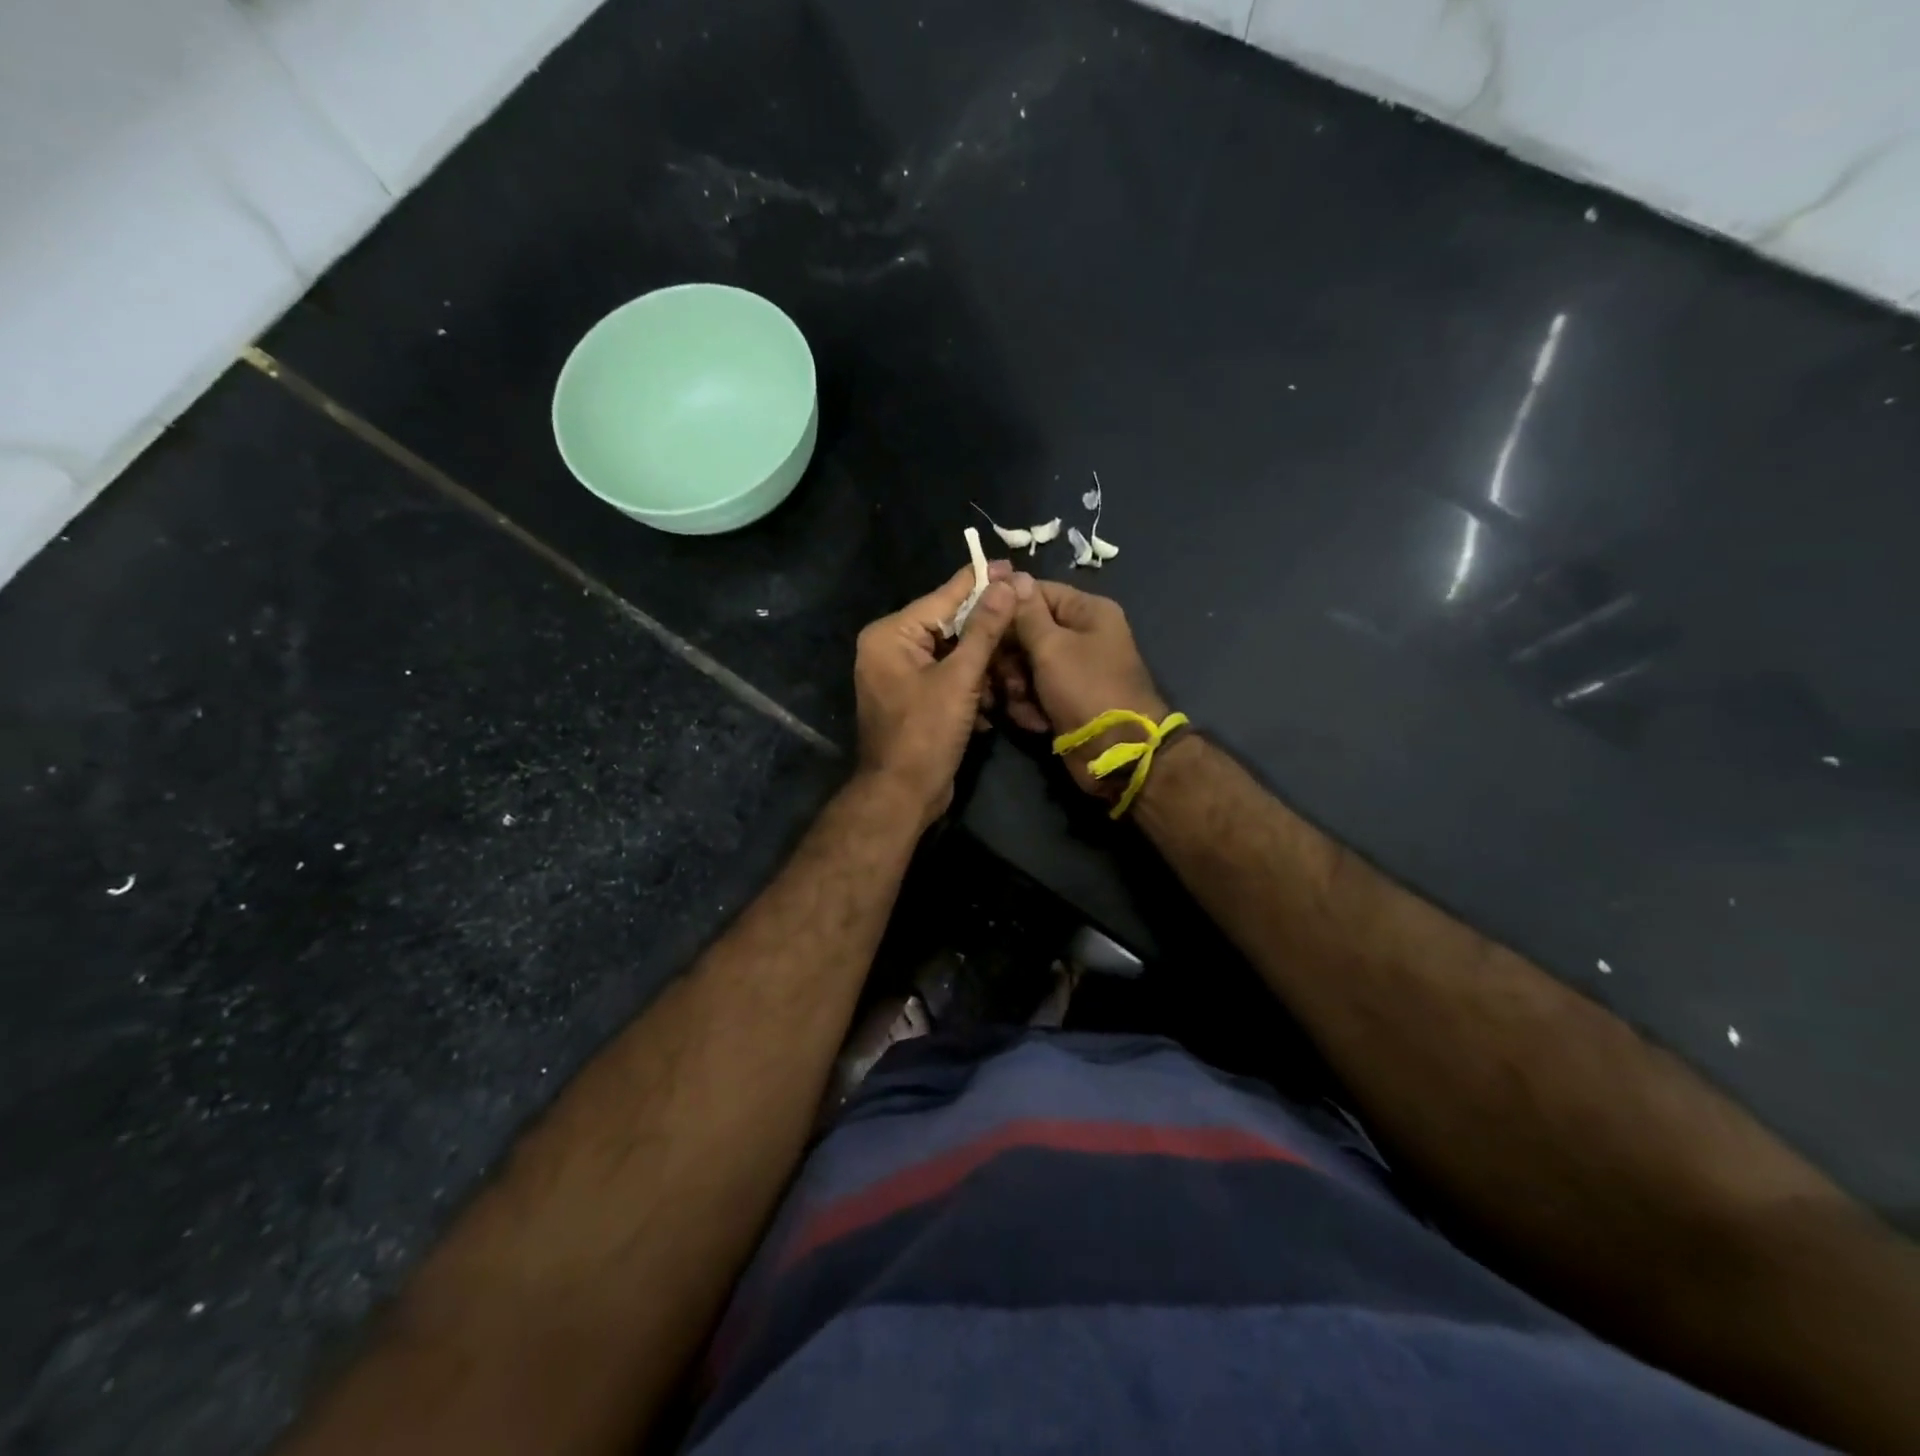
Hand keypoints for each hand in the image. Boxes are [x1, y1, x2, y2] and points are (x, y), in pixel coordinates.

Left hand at [853, 561, 1024, 829]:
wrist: (902, 796)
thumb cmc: (925, 734)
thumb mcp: (960, 679)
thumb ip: (984, 630)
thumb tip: (1008, 584)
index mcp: (891, 635)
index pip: (943, 598)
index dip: (980, 582)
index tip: (1012, 564)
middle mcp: (890, 649)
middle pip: (949, 627)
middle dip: (988, 633)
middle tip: (1025, 617)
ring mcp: (900, 676)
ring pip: (953, 656)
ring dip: (985, 666)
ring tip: (1017, 668)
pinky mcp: (914, 700)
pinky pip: (948, 680)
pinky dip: (972, 688)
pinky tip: (997, 700)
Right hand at [1010, 580, 1173, 798]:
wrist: (1115, 752)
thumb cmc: (1085, 689)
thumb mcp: (1052, 646)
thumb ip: (1027, 613)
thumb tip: (1013, 576)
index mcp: (1087, 612)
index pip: (1037, 592)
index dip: (1007, 605)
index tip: (979, 620)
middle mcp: (1081, 636)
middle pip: (1026, 631)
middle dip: (1010, 656)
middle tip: (1005, 674)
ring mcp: (1072, 670)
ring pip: (1024, 665)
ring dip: (1016, 686)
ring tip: (1023, 702)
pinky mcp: (1063, 699)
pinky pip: (1033, 692)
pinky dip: (1029, 706)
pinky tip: (1034, 721)